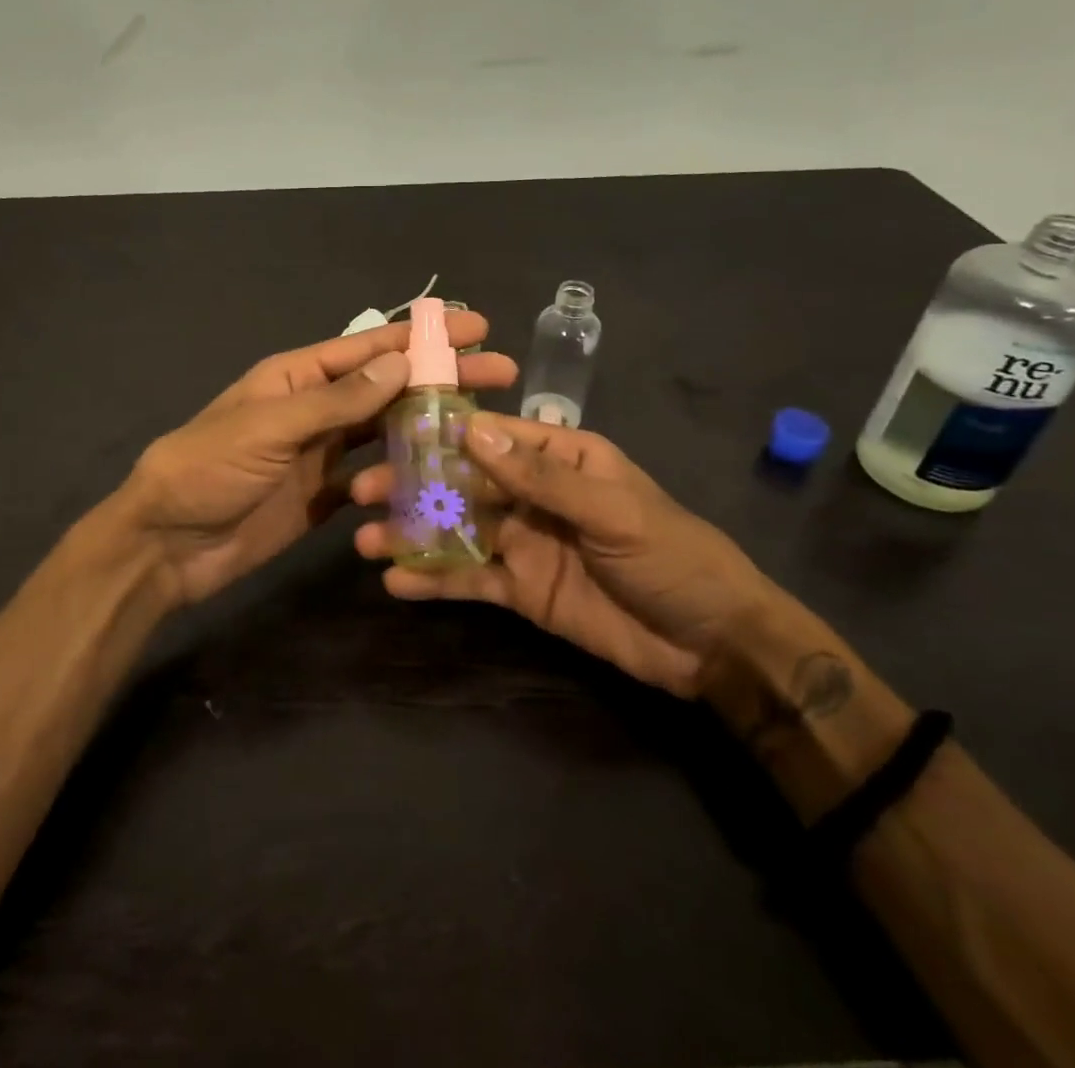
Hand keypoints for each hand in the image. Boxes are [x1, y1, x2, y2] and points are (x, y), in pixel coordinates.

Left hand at [124, 315, 516, 606]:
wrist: (167, 544)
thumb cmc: (209, 469)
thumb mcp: (270, 426)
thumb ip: (337, 400)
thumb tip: (401, 364)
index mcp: (299, 377)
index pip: (371, 348)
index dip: (424, 337)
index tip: (476, 326)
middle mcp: (316, 408)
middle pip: (389, 387)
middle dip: (442, 379)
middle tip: (503, 375)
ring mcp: (322, 453)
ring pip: (387, 432)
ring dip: (429, 427)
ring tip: (482, 431)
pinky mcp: (324, 496)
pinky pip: (374, 480)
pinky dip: (403, 480)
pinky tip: (442, 482)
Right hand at [352, 413, 774, 696]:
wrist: (713, 643)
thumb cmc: (670, 555)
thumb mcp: (610, 508)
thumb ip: (538, 476)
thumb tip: (469, 431)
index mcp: (560, 457)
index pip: (491, 434)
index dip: (441, 431)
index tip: (388, 431)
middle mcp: (533, 494)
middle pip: (463, 482)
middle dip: (414, 485)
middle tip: (361, 491)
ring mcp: (524, 543)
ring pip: (458, 531)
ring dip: (413, 533)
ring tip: (365, 540)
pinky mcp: (521, 590)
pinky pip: (470, 580)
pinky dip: (435, 581)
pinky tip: (396, 583)